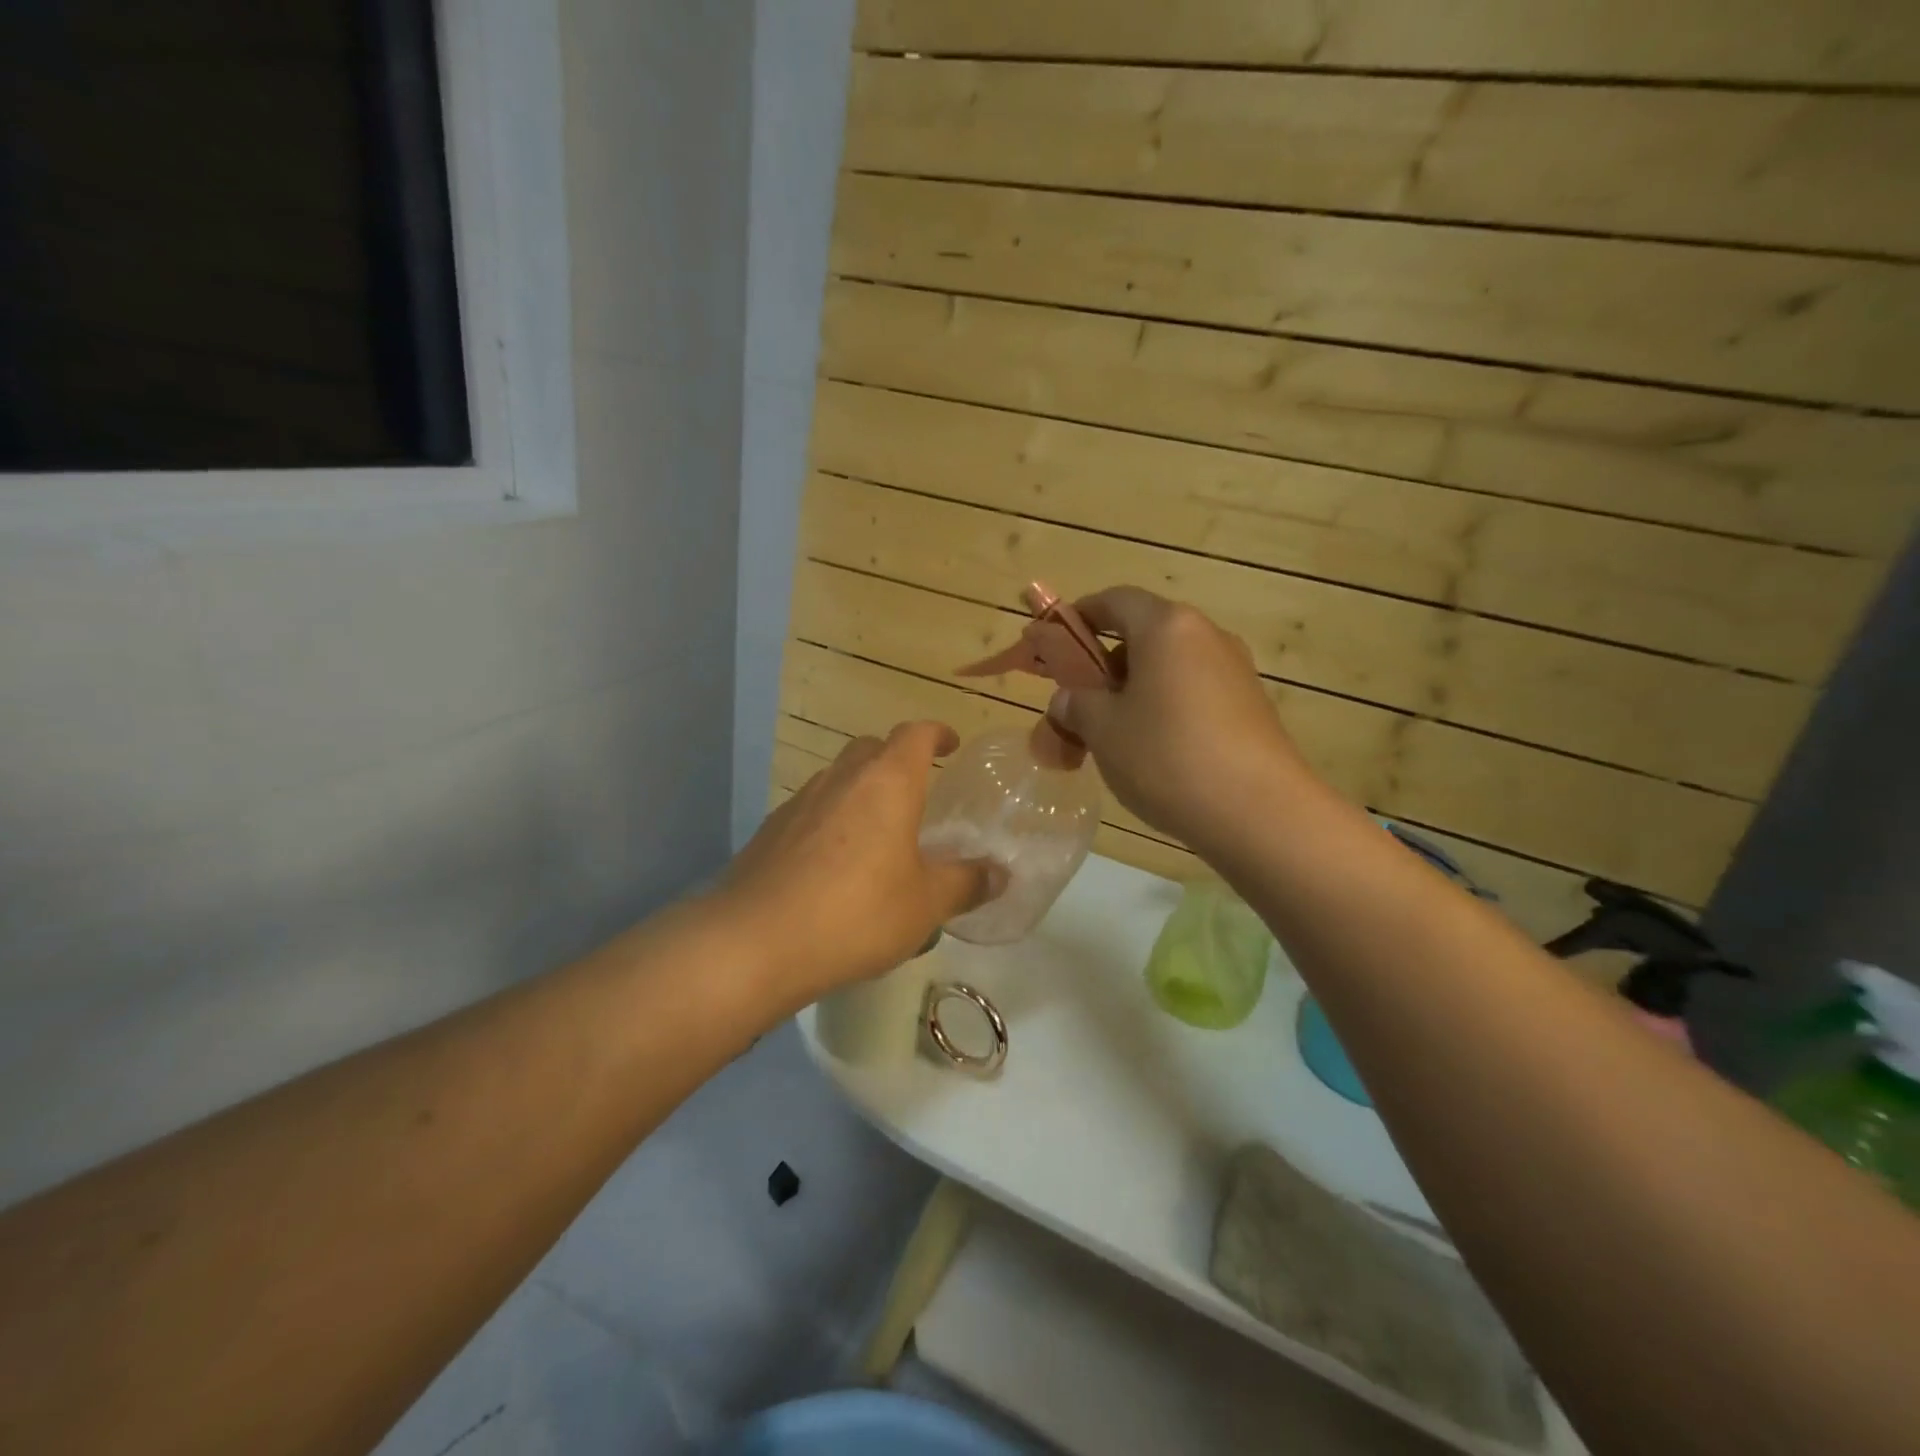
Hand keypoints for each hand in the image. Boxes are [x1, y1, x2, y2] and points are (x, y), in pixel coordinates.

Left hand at [718, 722, 994, 1002]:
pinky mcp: (770, 831)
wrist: (754, 941)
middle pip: (871, 747)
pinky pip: (811, 810)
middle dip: (895, 758)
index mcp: (886, 782)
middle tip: (915, 791)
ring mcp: (799, 802)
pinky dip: (831, 820)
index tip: (951, 744)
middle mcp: (841, 779)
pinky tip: (834, 864)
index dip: (936, 733)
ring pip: (837, 778)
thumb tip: (999, 874)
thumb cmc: (856, 913)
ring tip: (877, 832)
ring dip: (860, 790)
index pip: (914, 734)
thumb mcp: (925, 904)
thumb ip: (966, 883)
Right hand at [1049, 587, 1309, 852]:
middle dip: (1106, 662)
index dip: (1079, 616)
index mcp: (1167, 626)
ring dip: (1135, 689)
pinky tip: (1155, 751)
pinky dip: (1166, 707)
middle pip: (1145, 633)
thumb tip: (1069, 699)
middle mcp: (1206, 636)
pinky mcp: (1251, 706)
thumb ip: (1076, 704)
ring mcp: (1235, 671)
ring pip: (1170, 667)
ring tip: (1113, 733)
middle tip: (1080, 700)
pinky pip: (1194, 692)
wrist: (1259, 813)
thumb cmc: (1167, 756)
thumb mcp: (1103, 730)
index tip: (1053, 641)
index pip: (1115, 600)